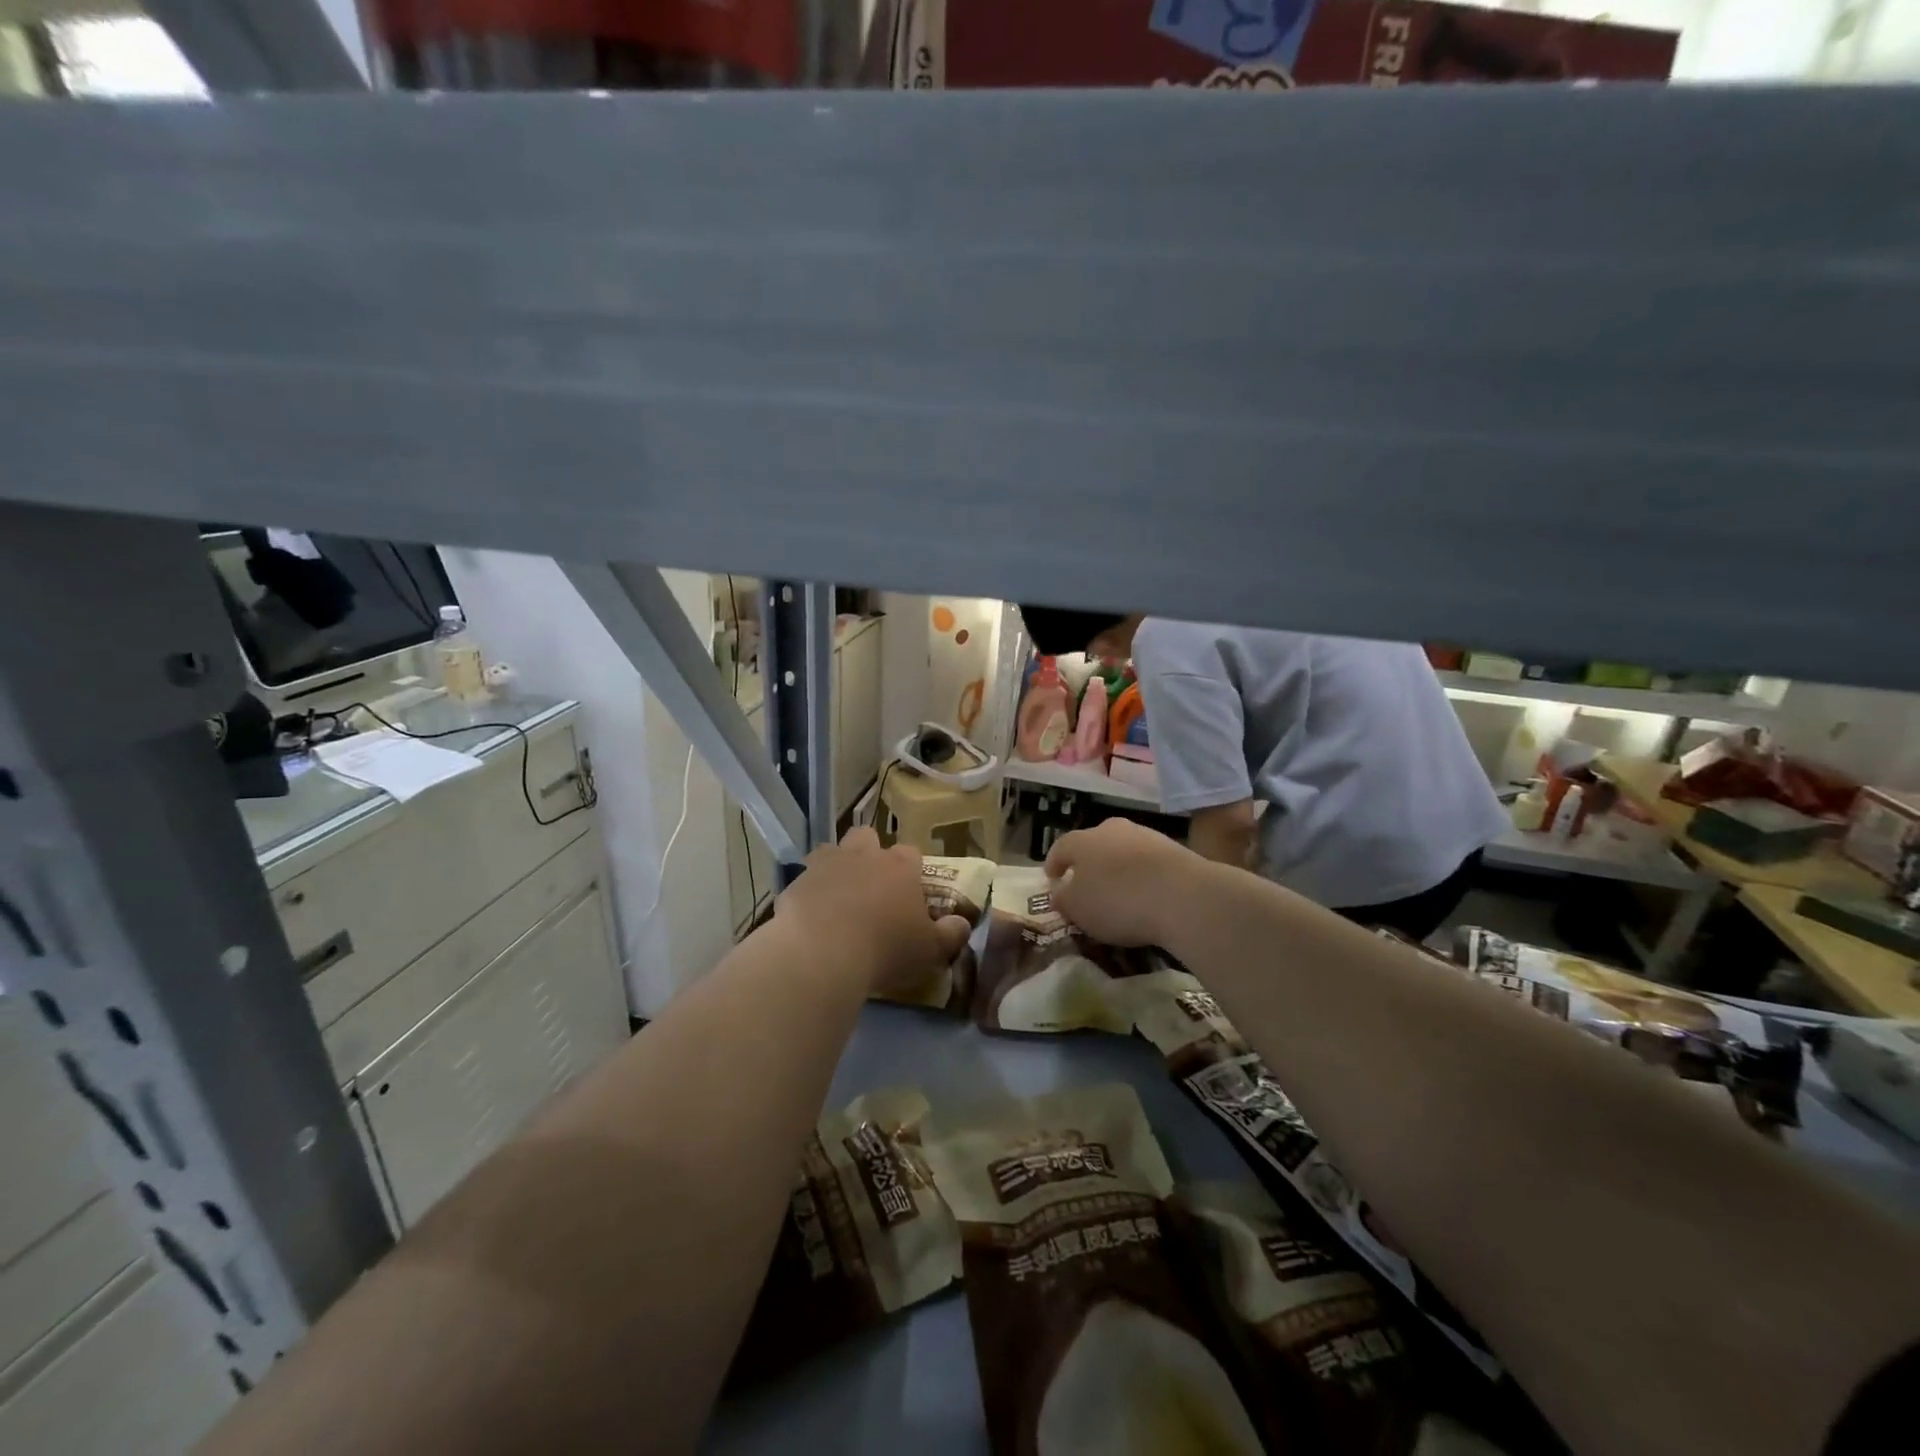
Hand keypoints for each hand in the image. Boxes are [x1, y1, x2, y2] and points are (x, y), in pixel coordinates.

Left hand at [775, 827, 971, 998]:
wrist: (821, 953)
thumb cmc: (885, 948)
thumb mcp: (929, 950)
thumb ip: (950, 934)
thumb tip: (962, 923)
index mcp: (900, 866)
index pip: (911, 854)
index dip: (910, 870)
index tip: (909, 892)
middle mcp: (864, 855)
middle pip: (868, 838)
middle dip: (869, 854)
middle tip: (871, 886)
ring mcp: (826, 864)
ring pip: (832, 850)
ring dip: (836, 866)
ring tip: (838, 896)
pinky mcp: (796, 881)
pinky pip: (804, 880)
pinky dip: (809, 892)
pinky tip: (810, 917)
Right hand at [1044, 819, 1212, 946]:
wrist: (1182, 895)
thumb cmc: (1118, 901)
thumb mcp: (1079, 908)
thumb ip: (1064, 899)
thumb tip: (1059, 892)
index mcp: (1082, 840)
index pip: (1061, 848)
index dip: (1054, 864)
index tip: (1052, 878)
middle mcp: (1111, 829)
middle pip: (1093, 844)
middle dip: (1088, 862)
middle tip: (1086, 883)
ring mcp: (1145, 835)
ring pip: (1122, 850)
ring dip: (1117, 866)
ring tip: (1119, 890)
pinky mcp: (1173, 848)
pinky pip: (1147, 861)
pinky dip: (1142, 874)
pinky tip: (1145, 892)